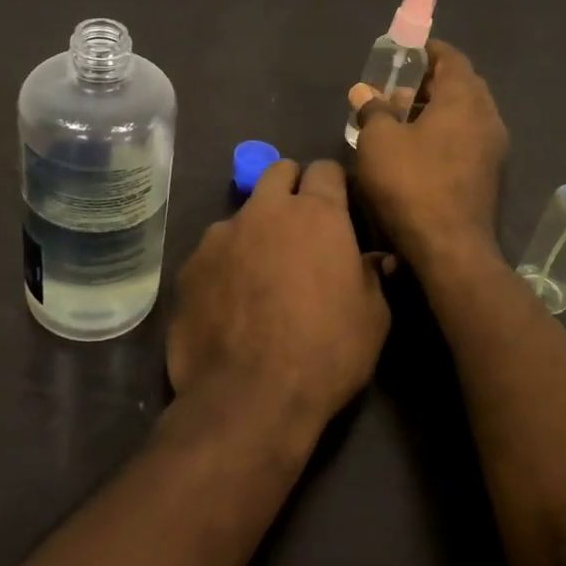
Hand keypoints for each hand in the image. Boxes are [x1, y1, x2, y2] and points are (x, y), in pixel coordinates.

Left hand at [168, 159, 393, 436]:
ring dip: (256, 229)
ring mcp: (221, 235)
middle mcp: (265, 211)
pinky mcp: (190, 265)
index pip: (325, 169)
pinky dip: (225, 263)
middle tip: (301, 226)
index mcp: (317, 214)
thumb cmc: (325, 354)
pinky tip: (230, 300)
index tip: (339, 207)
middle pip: (278, 172)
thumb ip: (372, 276)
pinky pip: (213, 251)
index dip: (333, 184)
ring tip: (260, 272)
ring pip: (242, 213)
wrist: (249, 397)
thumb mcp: (372, 318)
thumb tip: (375, 258)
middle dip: (291, 187)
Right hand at [350, 39, 509, 266]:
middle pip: (461, 85)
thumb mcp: (379, 142)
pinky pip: (467, 139)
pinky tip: (417, 150)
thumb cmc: (412, 184)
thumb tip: (364, 92)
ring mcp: (494, 148)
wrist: (451, 249)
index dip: (428, 51)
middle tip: (396, 88)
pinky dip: (445, 133)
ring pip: (465, 115)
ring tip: (400, 120)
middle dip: (429, 82)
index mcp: (464, 99)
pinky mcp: (490, 175)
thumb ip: (373, 110)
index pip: (452, 58)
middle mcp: (487, 117)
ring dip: (436, 110)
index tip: (404, 53)